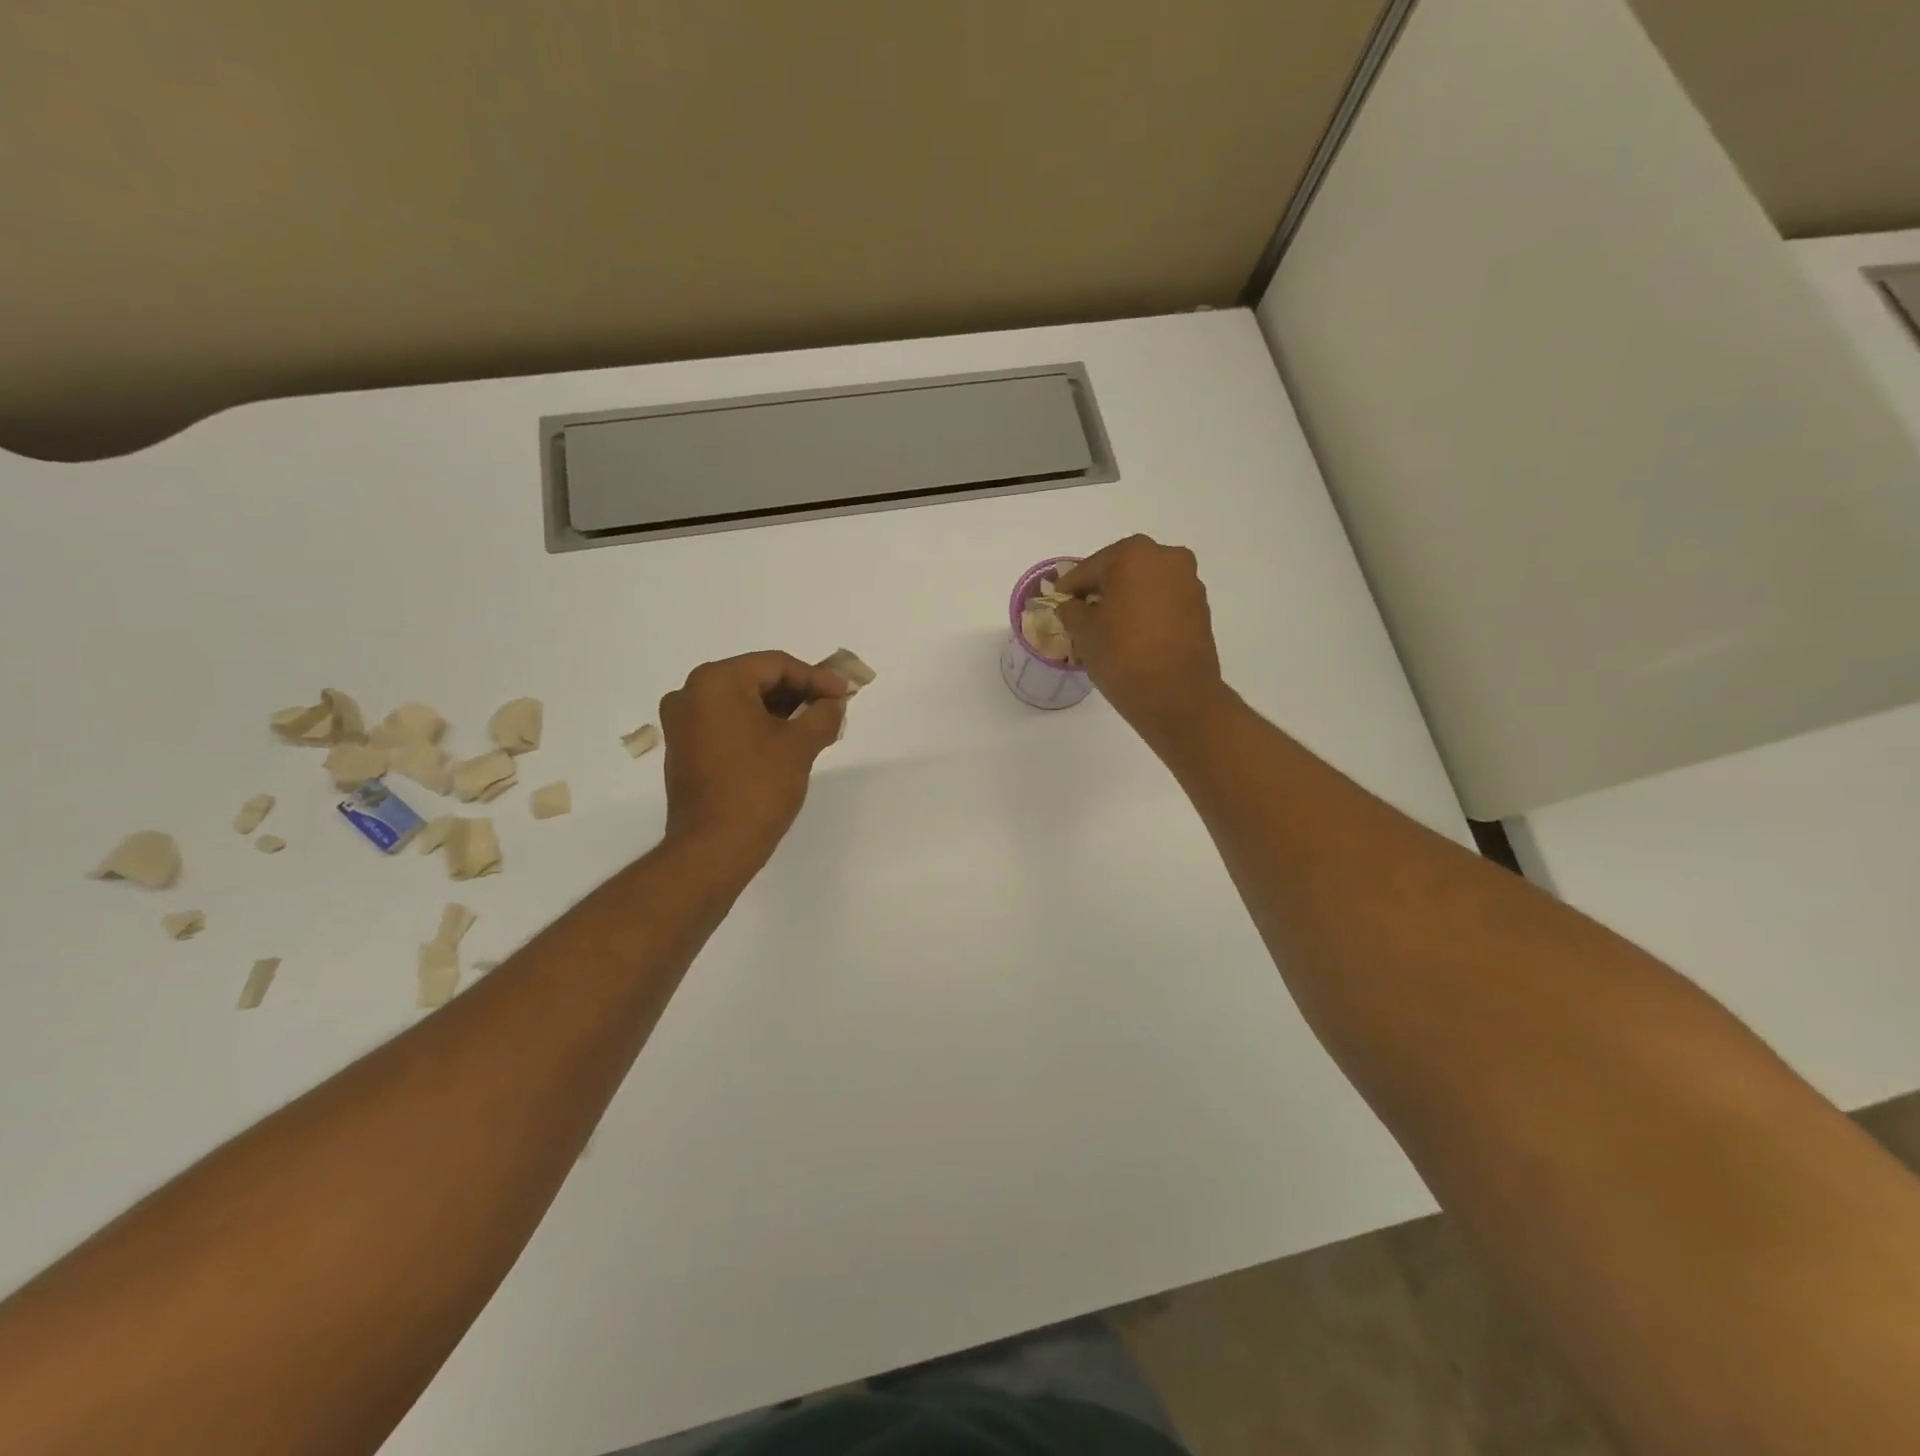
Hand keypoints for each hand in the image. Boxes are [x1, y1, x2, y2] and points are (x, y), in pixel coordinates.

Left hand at [658, 652, 850, 871]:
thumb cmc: (757, 788)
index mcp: (715, 682)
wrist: (713, 848)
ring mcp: (682, 723)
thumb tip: (834, 703)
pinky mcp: (684, 749)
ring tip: (817, 727)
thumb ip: (823, 715)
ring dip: (781, 712)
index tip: (846, 692)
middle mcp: (690, 693)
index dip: (816, 677)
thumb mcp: (800, 746)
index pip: (775, 665)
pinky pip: (728, 724)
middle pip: (756, 680)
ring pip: (742, 703)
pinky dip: (759, 728)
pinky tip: (788, 742)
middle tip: (833, 708)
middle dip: (799, 694)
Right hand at [1057, 535, 1225, 737]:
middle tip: (1082, 609)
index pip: (1089, 568)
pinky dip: (1147, 609)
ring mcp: (1188, 581)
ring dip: (1127, 597)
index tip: (1058, 601)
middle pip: (1122, 568)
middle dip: (1102, 587)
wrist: (1177, 695)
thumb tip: (1072, 606)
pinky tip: (1133, 631)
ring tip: (1109, 624)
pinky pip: (1164, 599)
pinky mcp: (1201, 607)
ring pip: (1146, 582)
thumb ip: (1072, 611)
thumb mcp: (1084, 632)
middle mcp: (1165, 557)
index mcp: (1132, 555)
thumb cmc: (1122, 655)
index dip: (1070, 587)